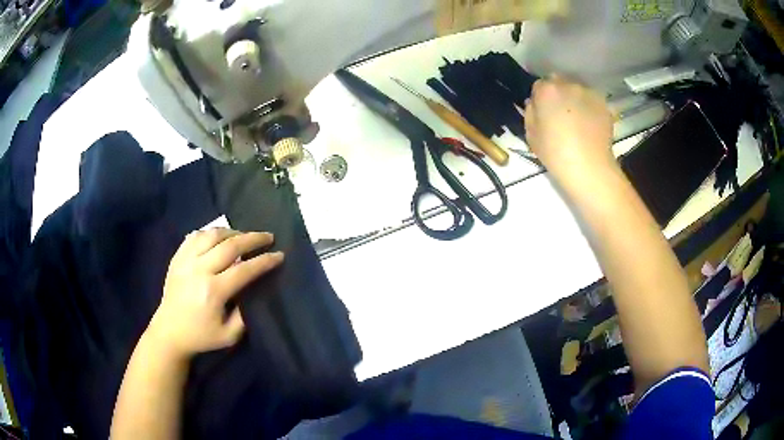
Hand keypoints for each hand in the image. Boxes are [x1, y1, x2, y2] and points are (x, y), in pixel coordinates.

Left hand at [147, 228, 283, 358]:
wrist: (169, 332)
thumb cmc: (201, 336)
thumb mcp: (229, 336)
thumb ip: (245, 315)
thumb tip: (253, 291)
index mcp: (213, 292)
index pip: (244, 269)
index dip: (264, 261)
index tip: (279, 255)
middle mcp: (199, 270)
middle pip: (230, 246)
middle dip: (253, 239)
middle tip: (268, 236)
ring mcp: (186, 261)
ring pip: (212, 235)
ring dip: (232, 232)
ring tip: (244, 235)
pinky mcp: (177, 258)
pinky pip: (195, 236)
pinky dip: (210, 232)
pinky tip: (219, 236)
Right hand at [523, 75, 614, 180]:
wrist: (589, 167)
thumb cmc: (555, 153)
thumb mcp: (531, 135)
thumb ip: (530, 112)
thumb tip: (534, 103)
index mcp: (546, 90)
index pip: (539, 85)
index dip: (540, 98)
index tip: (543, 112)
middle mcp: (568, 84)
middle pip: (559, 82)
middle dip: (558, 94)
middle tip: (560, 114)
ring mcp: (588, 92)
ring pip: (577, 90)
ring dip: (575, 99)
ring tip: (577, 121)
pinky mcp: (603, 103)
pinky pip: (591, 101)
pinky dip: (589, 108)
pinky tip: (590, 125)